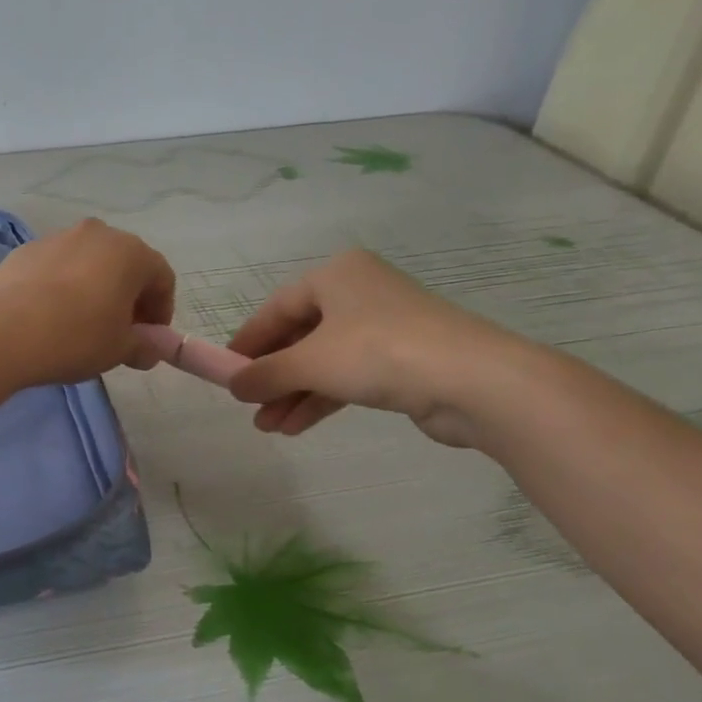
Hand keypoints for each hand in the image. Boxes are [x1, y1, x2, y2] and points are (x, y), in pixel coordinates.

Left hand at [0, 219, 175, 385]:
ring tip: (79, 323)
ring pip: (86, 263)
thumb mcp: (119, 349)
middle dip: (127, 296)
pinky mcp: (24, 251)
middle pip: (123, 264)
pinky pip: (54, 268)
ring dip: (92, 288)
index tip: (149, 339)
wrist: (5, 331)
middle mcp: (96, 234)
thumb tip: (150, 349)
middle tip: (118, 331)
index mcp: (130, 252)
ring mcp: (56, 238)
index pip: (161, 278)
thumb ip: (144, 346)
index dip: (161, 310)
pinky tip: (48, 315)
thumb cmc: (77, 337)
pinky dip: (60, 286)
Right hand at [226, 249, 530, 446]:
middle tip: (247, 405)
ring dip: (293, 393)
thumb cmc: (380, 353)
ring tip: (267, 427)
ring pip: (324, 360)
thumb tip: (232, 385)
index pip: (276, 308)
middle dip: (272, 375)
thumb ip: (265, 373)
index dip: (247, 342)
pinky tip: (296, 426)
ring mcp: (385, 326)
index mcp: (336, 275)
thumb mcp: (310, 362)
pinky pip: (348, 376)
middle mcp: (359, 293)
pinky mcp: (404, 359)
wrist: (477, 382)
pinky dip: (322, 398)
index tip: (224, 371)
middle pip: (300, 335)